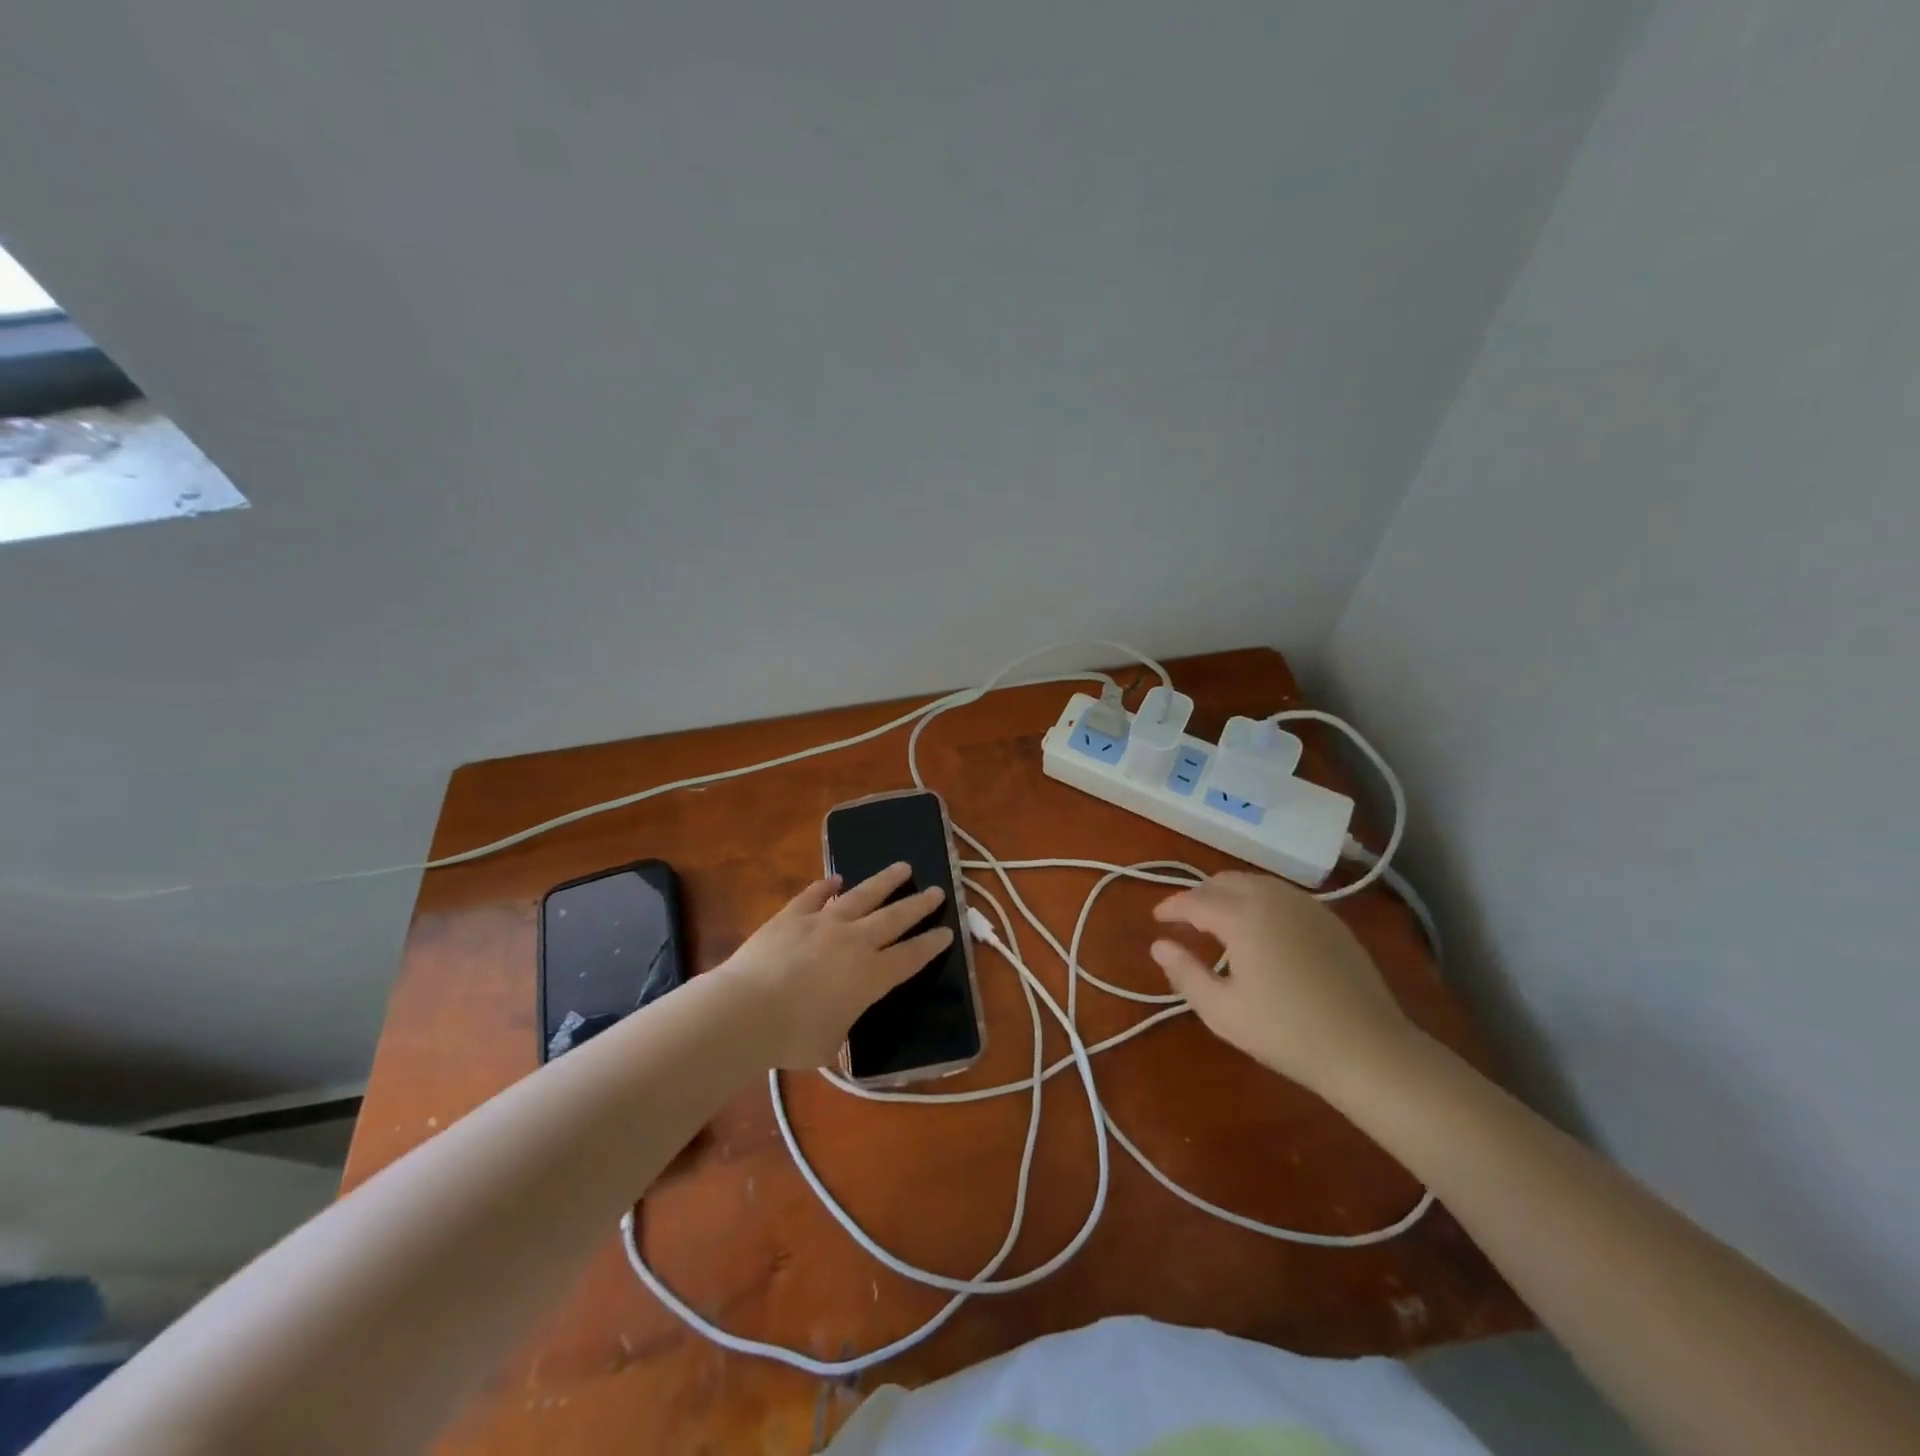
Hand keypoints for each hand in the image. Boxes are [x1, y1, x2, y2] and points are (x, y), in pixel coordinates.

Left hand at [718, 862, 953, 1069]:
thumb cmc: (792, 1037)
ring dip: (885, 881)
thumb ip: (841, 1027)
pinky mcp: (792, 915)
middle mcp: (854, 942)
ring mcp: (823, 923)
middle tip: (936, 891)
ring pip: (862, 895)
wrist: (747, 1010)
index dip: (931, 944)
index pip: (911, 957)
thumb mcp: (829, 1045)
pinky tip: (835, 879)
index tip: (947, 931)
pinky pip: (814, 895)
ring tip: (902, 867)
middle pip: (895, 918)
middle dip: (918, 904)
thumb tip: (837, 1023)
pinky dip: (826, 886)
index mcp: (871, 977)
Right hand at [1150, 871, 1415, 1097]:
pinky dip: (1258, 901)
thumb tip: (1158, 945)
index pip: (1195, 899)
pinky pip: (1281, 895)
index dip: (1171, 906)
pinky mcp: (1329, 919)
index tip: (1157, 919)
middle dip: (1199, 895)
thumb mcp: (1222, 1011)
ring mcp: (1306, 905)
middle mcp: (1272, 898)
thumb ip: (1184, 973)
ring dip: (1229, 894)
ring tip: (1218, 921)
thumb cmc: (1286, 1032)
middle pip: (1224, 881)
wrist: (1368, 1049)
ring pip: (1255, 883)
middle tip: (1185, 919)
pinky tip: (1260, 929)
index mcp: (1242, 916)